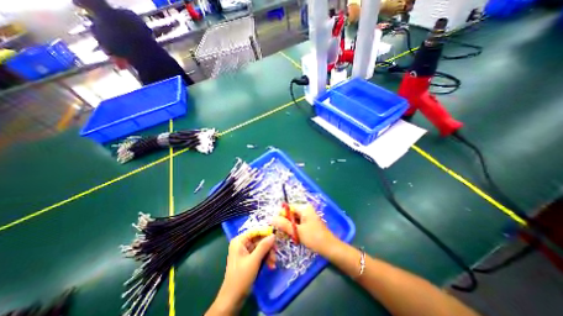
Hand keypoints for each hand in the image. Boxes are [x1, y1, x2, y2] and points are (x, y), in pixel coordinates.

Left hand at [208, 231, 275, 314]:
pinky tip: (271, 265)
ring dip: (268, 254)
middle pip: (259, 239)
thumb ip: (264, 246)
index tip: (276, 235)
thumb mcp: (254, 261)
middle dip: (268, 246)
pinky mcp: (249, 259)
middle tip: (276, 252)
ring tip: (273, 262)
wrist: (232, 300)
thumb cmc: (241, 278)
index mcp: (240, 241)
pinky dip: (266, 259)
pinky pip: (260, 254)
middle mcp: (242, 243)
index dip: (266, 232)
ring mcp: (246, 251)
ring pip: (261, 247)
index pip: (255, 231)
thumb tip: (273, 235)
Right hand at [273, 204, 337, 257]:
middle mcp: (306, 210)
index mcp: (304, 208)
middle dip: (286, 223)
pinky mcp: (309, 223)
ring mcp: (308, 216)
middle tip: (283, 233)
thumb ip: (284, 224)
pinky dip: (295, 229)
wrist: (330, 248)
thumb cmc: (314, 238)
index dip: (281, 215)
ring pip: (294, 220)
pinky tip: (294, 237)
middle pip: (291, 214)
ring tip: (289, 236)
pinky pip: (298, 224)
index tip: (276, 225)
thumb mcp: (297, 231)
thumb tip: (271, 218)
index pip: (288, 208)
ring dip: (290, 227)